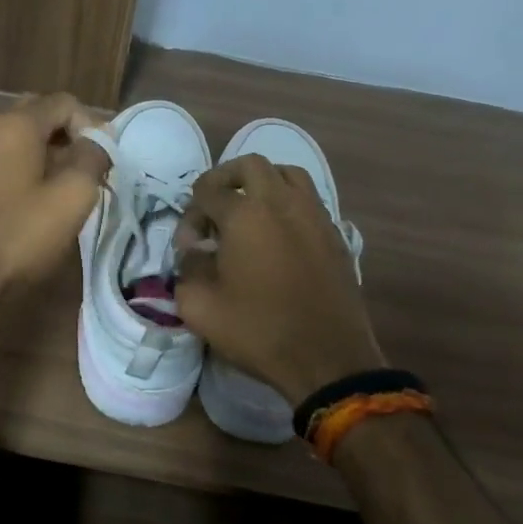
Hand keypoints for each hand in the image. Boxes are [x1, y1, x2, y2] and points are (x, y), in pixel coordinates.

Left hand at [0, 93, 107, 311]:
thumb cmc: (23, 235)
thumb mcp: (74, 195)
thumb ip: (92, 157)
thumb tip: (98, 141)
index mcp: (14, 126)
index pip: (63, 102)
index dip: (91, 126)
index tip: (103, 162)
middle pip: (40, 117)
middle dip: (70, 137)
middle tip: (90, 170)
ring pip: (22, 143)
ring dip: (51, 157)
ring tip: (70, 190)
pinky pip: (7, 166)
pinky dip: (30, 173)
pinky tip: (41, 205)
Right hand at [175, 154, 384, 406]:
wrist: (328, 359)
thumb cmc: (258, 331)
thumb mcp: (200, 307)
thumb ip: (187, 269)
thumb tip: (195, 252)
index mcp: (245, 215)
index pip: (207, 192)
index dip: (190, 215)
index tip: (189, 247)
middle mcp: (282, 202)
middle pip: (250, 165)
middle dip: (224, 179)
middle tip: (213, 207)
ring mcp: (315, 215)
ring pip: (287, 174)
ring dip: (261, 183)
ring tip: (247, 212)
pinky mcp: (335, 234)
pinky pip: (308, 200)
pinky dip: (287, 203)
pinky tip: (277, 235)